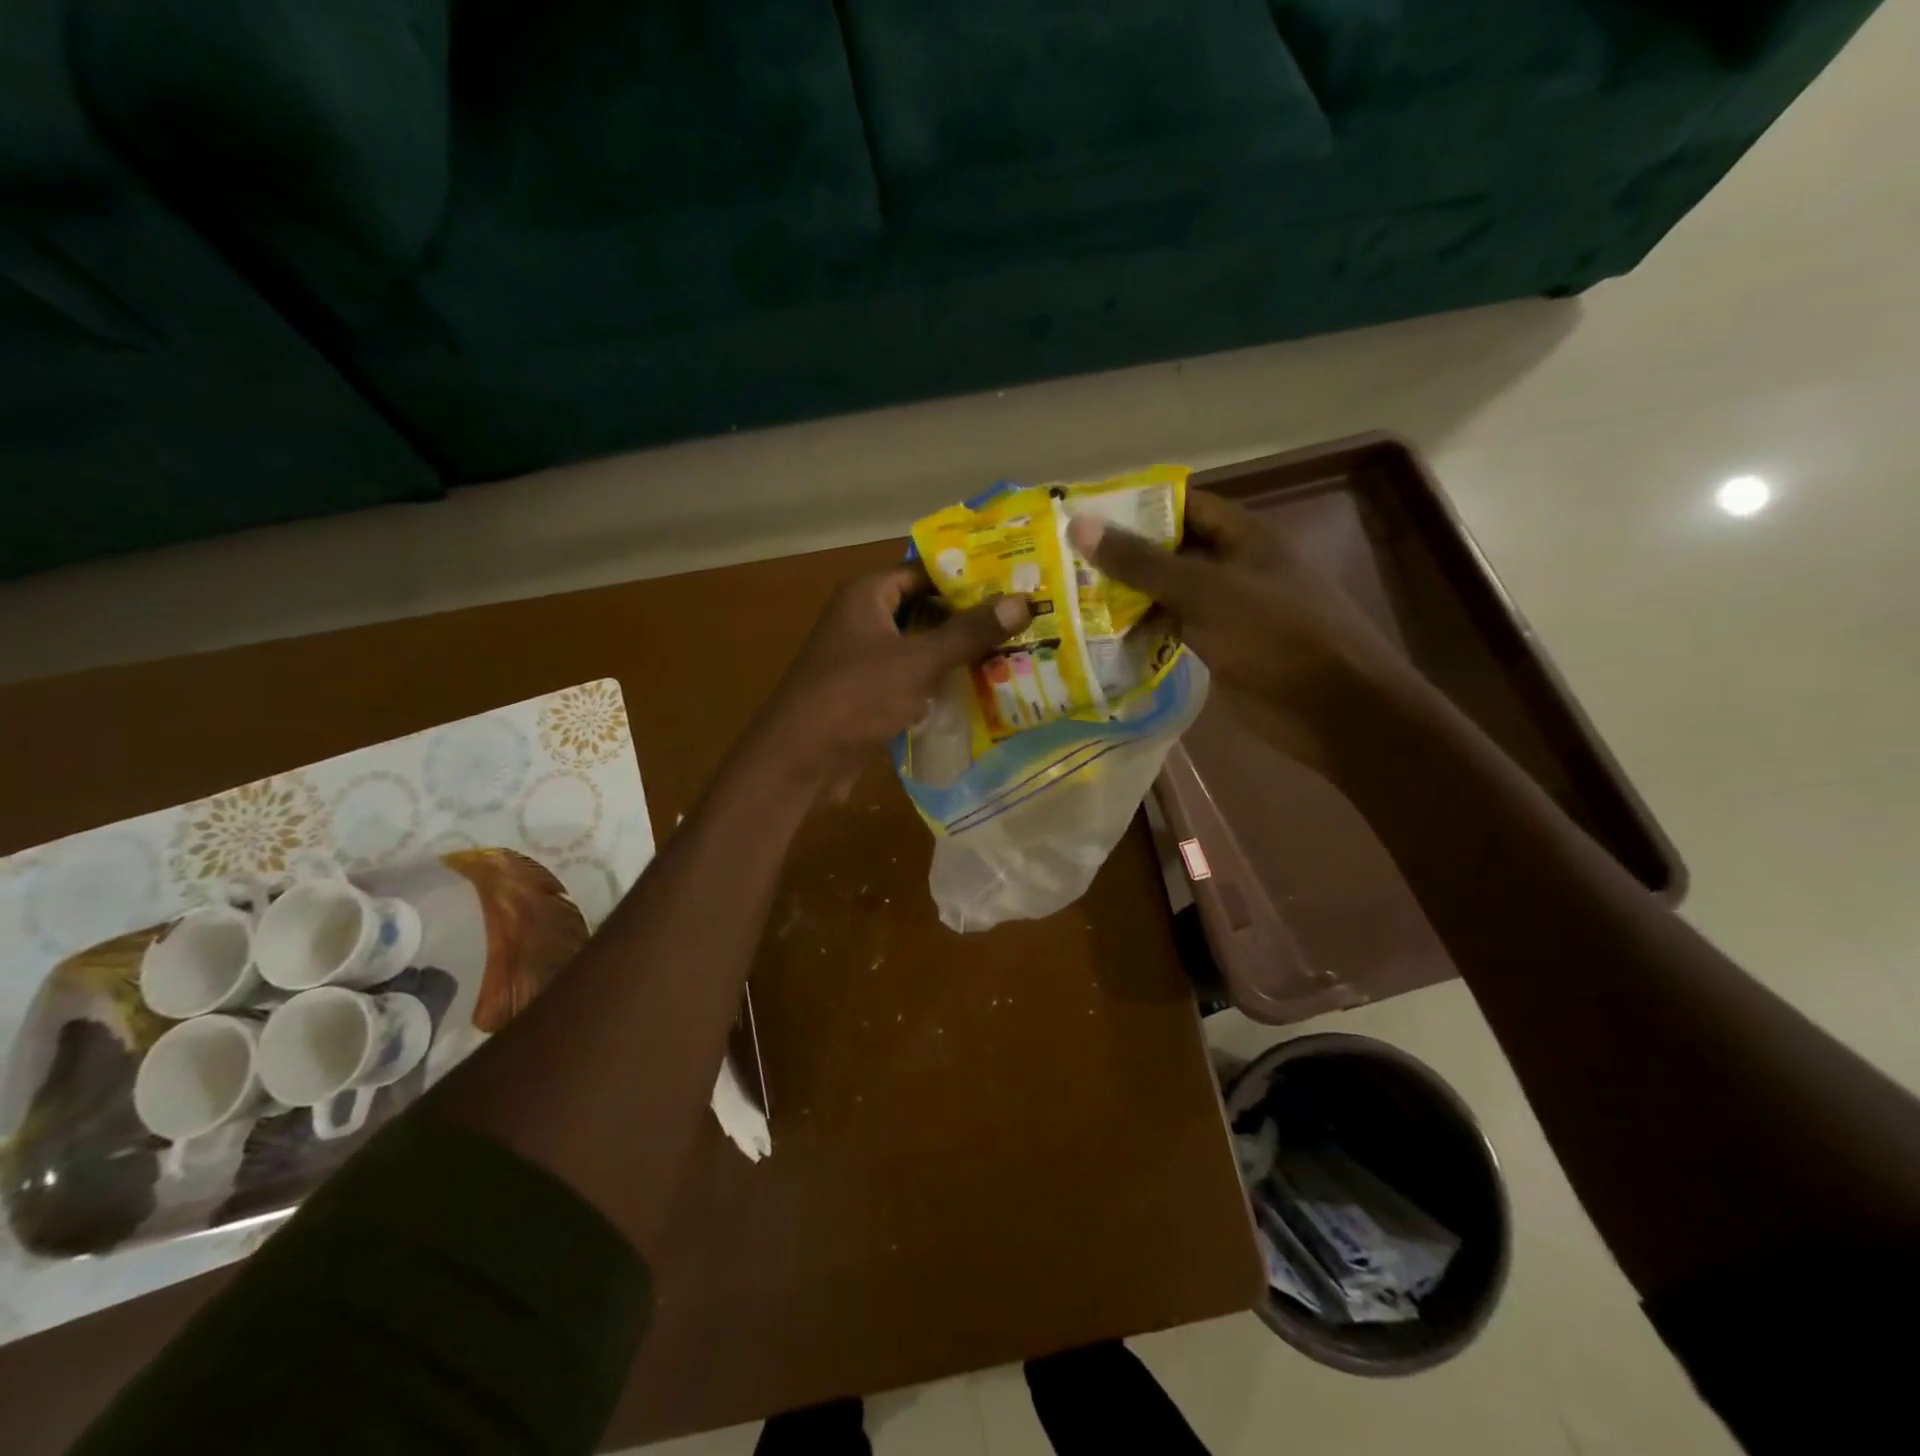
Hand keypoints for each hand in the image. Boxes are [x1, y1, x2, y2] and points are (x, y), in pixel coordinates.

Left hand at [749, 565, 1031, 798]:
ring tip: (1011, 653)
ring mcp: (863, 659)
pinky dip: (938, 683)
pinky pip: (910, 679)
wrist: (801, 759)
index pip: (923, 572)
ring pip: (918, 647)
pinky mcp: (867, 694)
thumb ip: (969, 633)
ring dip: (955, 654)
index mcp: (866, 595)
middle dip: (967, 619)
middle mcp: (862, 620)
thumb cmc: (856, 696)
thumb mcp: (919, 661)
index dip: (965, 577)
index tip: (1010, 583)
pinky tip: (979, 691)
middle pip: (923, 610)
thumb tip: (1022, 602)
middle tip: (1020, 621)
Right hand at [1067, 490, 1432, 772]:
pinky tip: (1105, 641)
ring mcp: (1228, 610)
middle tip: (1064, 564)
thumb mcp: (1205, 591)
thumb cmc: (1275, 635)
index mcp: (1242, 536)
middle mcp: (1234, 566)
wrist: (1332, 709)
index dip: (1135, 507)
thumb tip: (1080, 526)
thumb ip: (1142, 563)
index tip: (1083, 516)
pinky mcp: (1222, 648)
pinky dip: (1145, 634)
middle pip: (1171, 551)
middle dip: (1123, 557)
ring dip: (1129, 599)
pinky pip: (1176, 631)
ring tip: (1072, 602)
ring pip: (1170, 595)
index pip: (1182, 505)